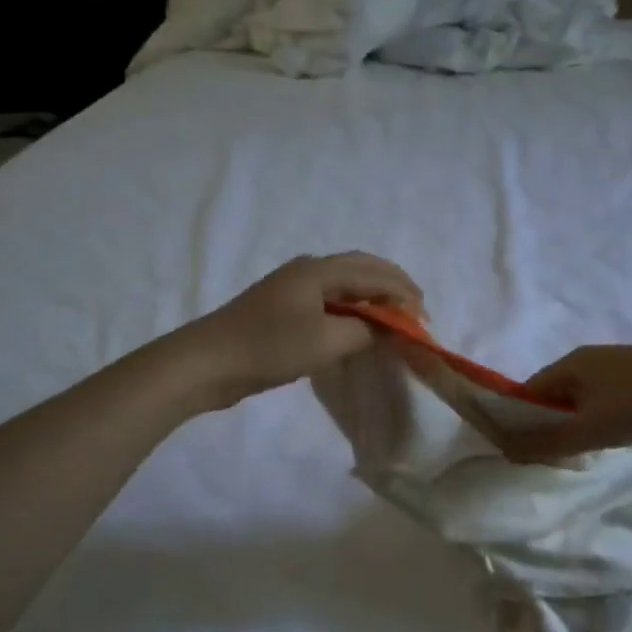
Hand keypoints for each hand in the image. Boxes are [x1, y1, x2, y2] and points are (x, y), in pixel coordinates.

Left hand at [178, 253, 424, 407]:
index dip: (404, 294)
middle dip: (392, 287)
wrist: (207, 363)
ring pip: (344, 284)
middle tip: (416, 310)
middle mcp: (308, 270)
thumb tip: (384, 326)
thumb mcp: (325, 342)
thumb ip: (363, 330)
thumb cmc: (268, 348)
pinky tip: (359, 326)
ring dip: (372, 297)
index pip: (374, 273)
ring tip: (394, 317)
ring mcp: (292, 288)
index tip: (425, 320)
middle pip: (361, 269)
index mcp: (319, 270)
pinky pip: (329, 300)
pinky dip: (353, 308)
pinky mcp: (282, 309)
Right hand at [492, 344, 631, 460]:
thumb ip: (546, 443)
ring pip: (581, 395)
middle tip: (557, 454)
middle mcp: (587, 357)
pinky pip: (604, 394)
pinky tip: (616, 432)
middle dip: (550, 422)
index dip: (521, 420)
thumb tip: (505, 450)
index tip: (525, 450)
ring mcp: (615, 362)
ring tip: (588, 447)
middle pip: (554, 392)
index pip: (529, 392)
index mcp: (568, 363)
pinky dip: (600, 414)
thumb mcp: (589, 430)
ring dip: (577, 420)